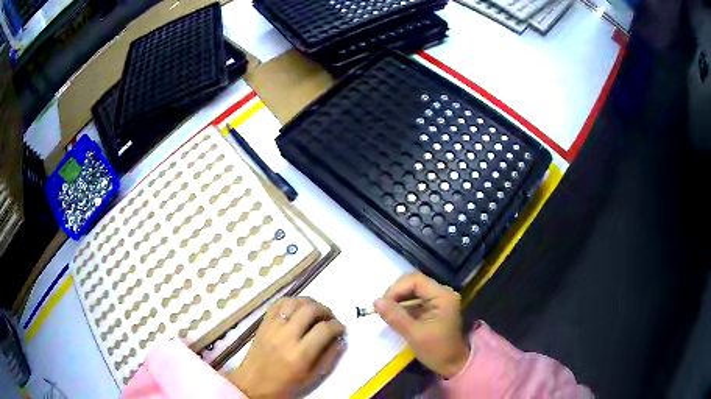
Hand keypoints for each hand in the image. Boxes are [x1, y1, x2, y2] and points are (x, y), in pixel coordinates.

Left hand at [227, 297, 345, 397]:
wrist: (253, 383)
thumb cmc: (285, 385)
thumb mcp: (312, 377)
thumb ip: (329, 357)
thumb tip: (340, 339)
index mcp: (300, 354)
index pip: (324, 329)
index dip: (337, 326)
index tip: (341, 329)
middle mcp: (286, 336)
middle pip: (311, 309)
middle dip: (326, 311)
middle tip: (330, 319)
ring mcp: (272, 326)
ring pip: (295, 302)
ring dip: (310, 304)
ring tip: (316, 313)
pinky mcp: (263, 323)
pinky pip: (279, 303)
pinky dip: (292, 302)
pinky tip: (298, 309)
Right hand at [374, 272, 469, 377]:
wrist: (453, 365)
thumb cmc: (437, 350)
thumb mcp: (414, 334)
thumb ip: (395, 316)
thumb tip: (376, 301)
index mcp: (442, 295)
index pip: (415, 280)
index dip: (396, 289)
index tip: (382, 305)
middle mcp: (442, 292)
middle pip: (413, 283)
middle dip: (396, 293)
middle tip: (382, 309)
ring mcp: (439, 300)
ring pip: (413, 291)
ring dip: (398, 299)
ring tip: (386, 313)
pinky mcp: (434, 307)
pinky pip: (415, 300)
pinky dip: (403, 306)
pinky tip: (395, 316)